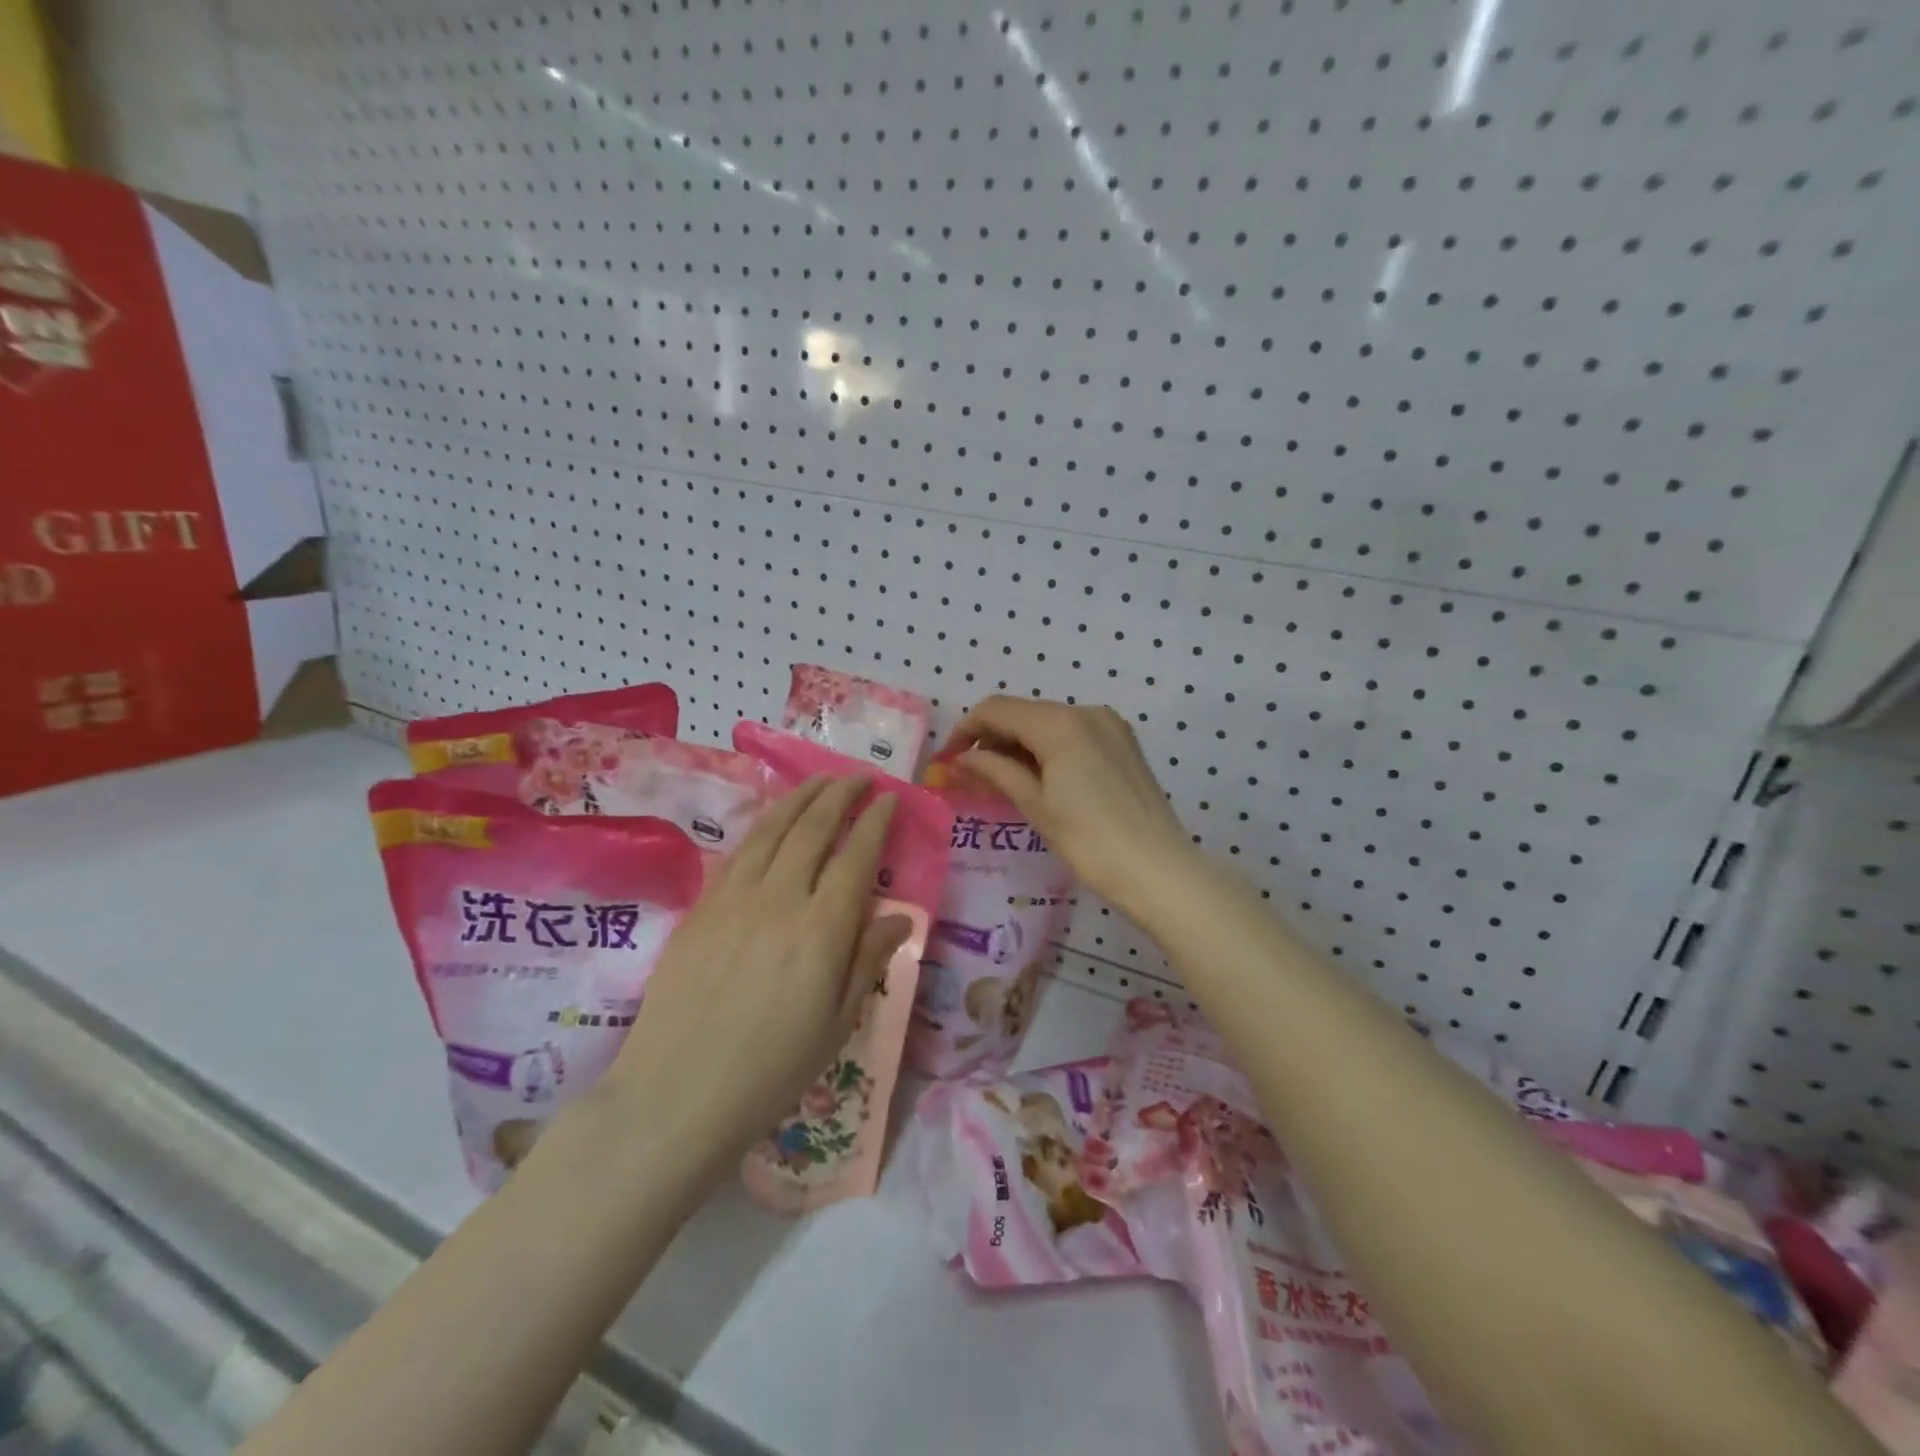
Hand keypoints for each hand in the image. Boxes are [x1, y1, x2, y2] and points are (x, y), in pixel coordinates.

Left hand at [607, 775, 911, 1179]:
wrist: (676, 1094)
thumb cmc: (770, 1070)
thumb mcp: (836, 1024)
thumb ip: (867, 961)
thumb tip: (898, 918)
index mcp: (822, 929)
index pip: (856, 856)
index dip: (875, 821)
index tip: (888, 799)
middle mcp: (780, 899)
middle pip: (813, 827)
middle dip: (839, 794)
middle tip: (858, 777)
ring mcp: (734, 898)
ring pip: (773, 829)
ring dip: (801, 797)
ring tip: (820, 781)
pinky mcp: (701, 907)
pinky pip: (739, 851)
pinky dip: (764, 824)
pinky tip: (773, 820)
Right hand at [947, 697, 1194, 914]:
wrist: (1158, 869)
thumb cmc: (1089, 841)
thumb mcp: (1035, 805)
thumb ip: (995, 771)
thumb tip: (962, 758)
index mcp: (1060, 723)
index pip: (997, 709)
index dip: (966, 730)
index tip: (948, 760)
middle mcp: (1086, 711)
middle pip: (1024, 712)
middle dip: (992, 737)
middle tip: (970, 774)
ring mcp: (1110, 725)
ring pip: (1049, 722)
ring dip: (1019, 743)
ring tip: (1001, 779)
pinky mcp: (1123, 743)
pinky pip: (1073, 733)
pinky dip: (1048, 747)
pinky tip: (1038, 777)